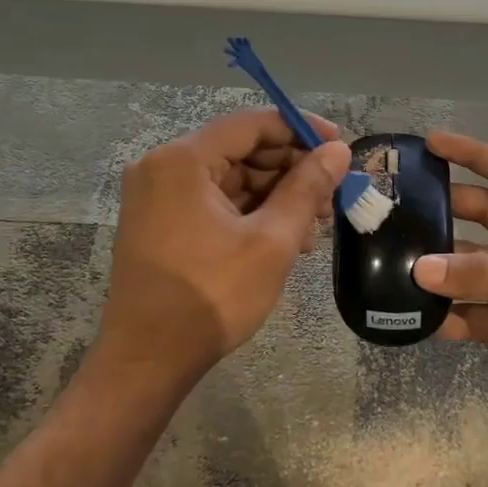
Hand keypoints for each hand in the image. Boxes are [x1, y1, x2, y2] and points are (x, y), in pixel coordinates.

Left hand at [97, 109, 349, 383]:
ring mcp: (156, 195)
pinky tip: (283, 236)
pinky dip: (249, 211)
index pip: (251, 124)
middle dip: (290, 169)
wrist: (147, 362)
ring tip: (314, 226)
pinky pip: (212, 200)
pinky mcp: (158, 220)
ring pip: (229, 177)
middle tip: (331, 197)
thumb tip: (338, 151)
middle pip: (240, 149)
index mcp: (182, 160)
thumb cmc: (212, 297)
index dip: (300, 129)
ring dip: (274, 194)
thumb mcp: (272, 241)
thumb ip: (307, 188)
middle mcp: (162, 166)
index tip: (340, 147)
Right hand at [412, 132, 487, 446]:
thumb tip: (420, 267)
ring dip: (441, 267)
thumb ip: (484, 276)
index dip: (474, 154)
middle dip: (447, 208)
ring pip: (469, 266)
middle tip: (402, 205)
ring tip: (397, 263)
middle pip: (483, 215)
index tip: (433, 142)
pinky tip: (420, 318)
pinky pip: (468, 311)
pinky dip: (447, 314)